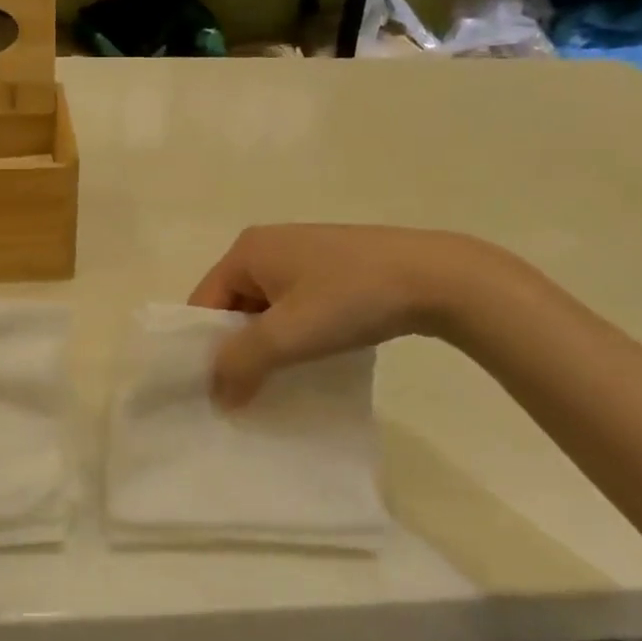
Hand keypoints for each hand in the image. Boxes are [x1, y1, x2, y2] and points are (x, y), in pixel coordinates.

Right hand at [188, 225, 495, 406]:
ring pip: (266, 307)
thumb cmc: (351, 299)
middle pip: (233, 304)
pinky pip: (295, 304)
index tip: (212, 390)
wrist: (437, 277)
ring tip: (278, 381)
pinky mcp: (333, 267)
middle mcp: (268, 245)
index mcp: (247, 250)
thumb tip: (216, 395)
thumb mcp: (288, 335)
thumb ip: (242, 364)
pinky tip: (311, 358)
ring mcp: (303, 254)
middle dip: (237, 347)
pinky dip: (294, 332)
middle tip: (244, 391)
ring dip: (267, 344)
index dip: (203, 346)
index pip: (204, 302)